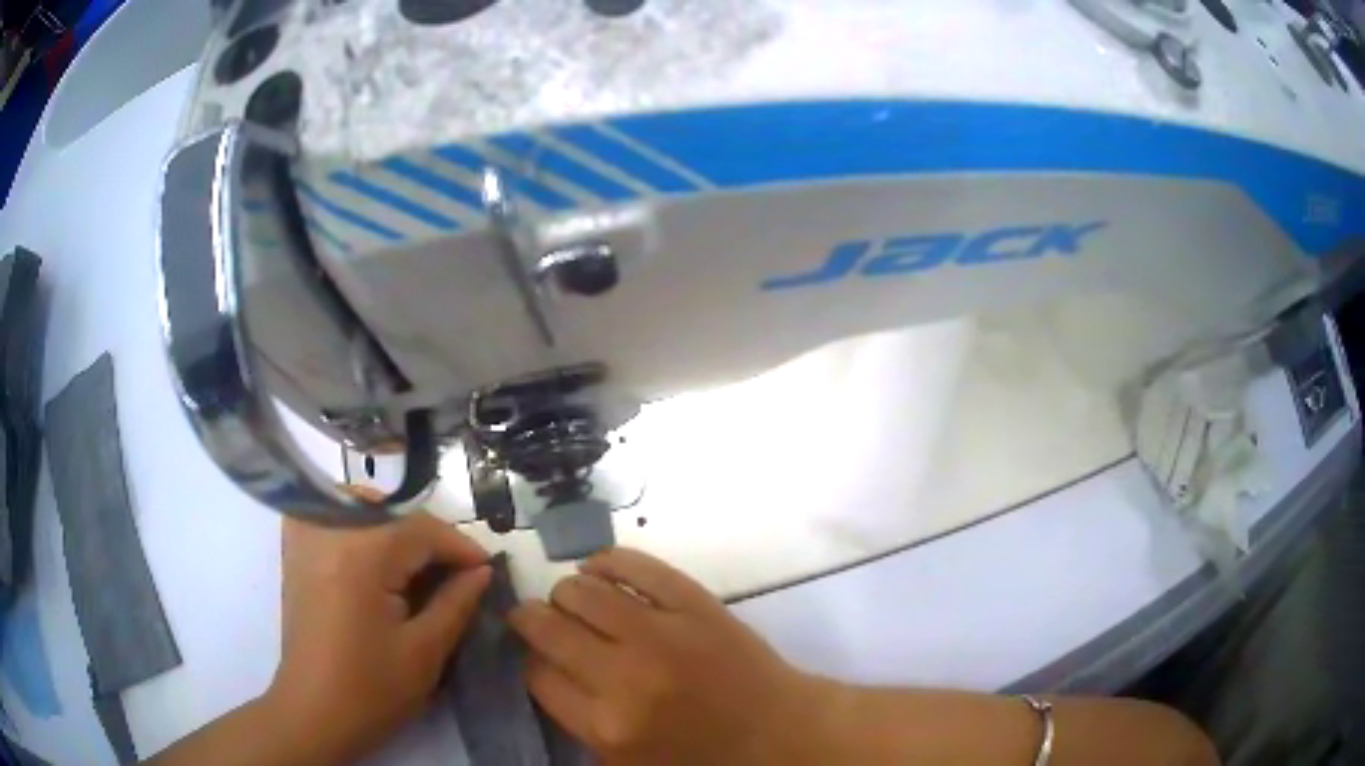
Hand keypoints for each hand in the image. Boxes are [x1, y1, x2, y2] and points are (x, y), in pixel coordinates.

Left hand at [267, 500, 491, 762]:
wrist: (313, 714)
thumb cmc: (372, 690)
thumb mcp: (425, 651)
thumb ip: (456, 603)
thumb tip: (482, 570)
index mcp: (360, 554)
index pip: (421, 528)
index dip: (459, 546)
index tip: (486, 569)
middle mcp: (327, 529)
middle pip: (391, 512)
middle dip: (429, 540)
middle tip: (456, 573)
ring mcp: (306, 536)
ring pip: (365, 509)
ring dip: (397, 531)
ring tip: (421, 571)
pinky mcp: (296, 549)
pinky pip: (336, 517)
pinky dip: (364, 529)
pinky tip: (379, 562)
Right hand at [509, 548, 821, 764]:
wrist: (779, 733)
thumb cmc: (701, 757)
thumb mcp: (627, 761)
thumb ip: (578, 721)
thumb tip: (541, 667)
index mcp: (606, 726)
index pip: (536, 675)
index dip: (529, 659)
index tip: (534, 653)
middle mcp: (625, 677)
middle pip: (548, 627)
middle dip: (530, 618)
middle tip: (536, 619)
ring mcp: (663, 633)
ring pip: (582, 590)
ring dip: (566, 592)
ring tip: (574, 601)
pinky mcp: (695, 603)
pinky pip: (634, 565)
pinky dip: (606, 561)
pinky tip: (599, 569)